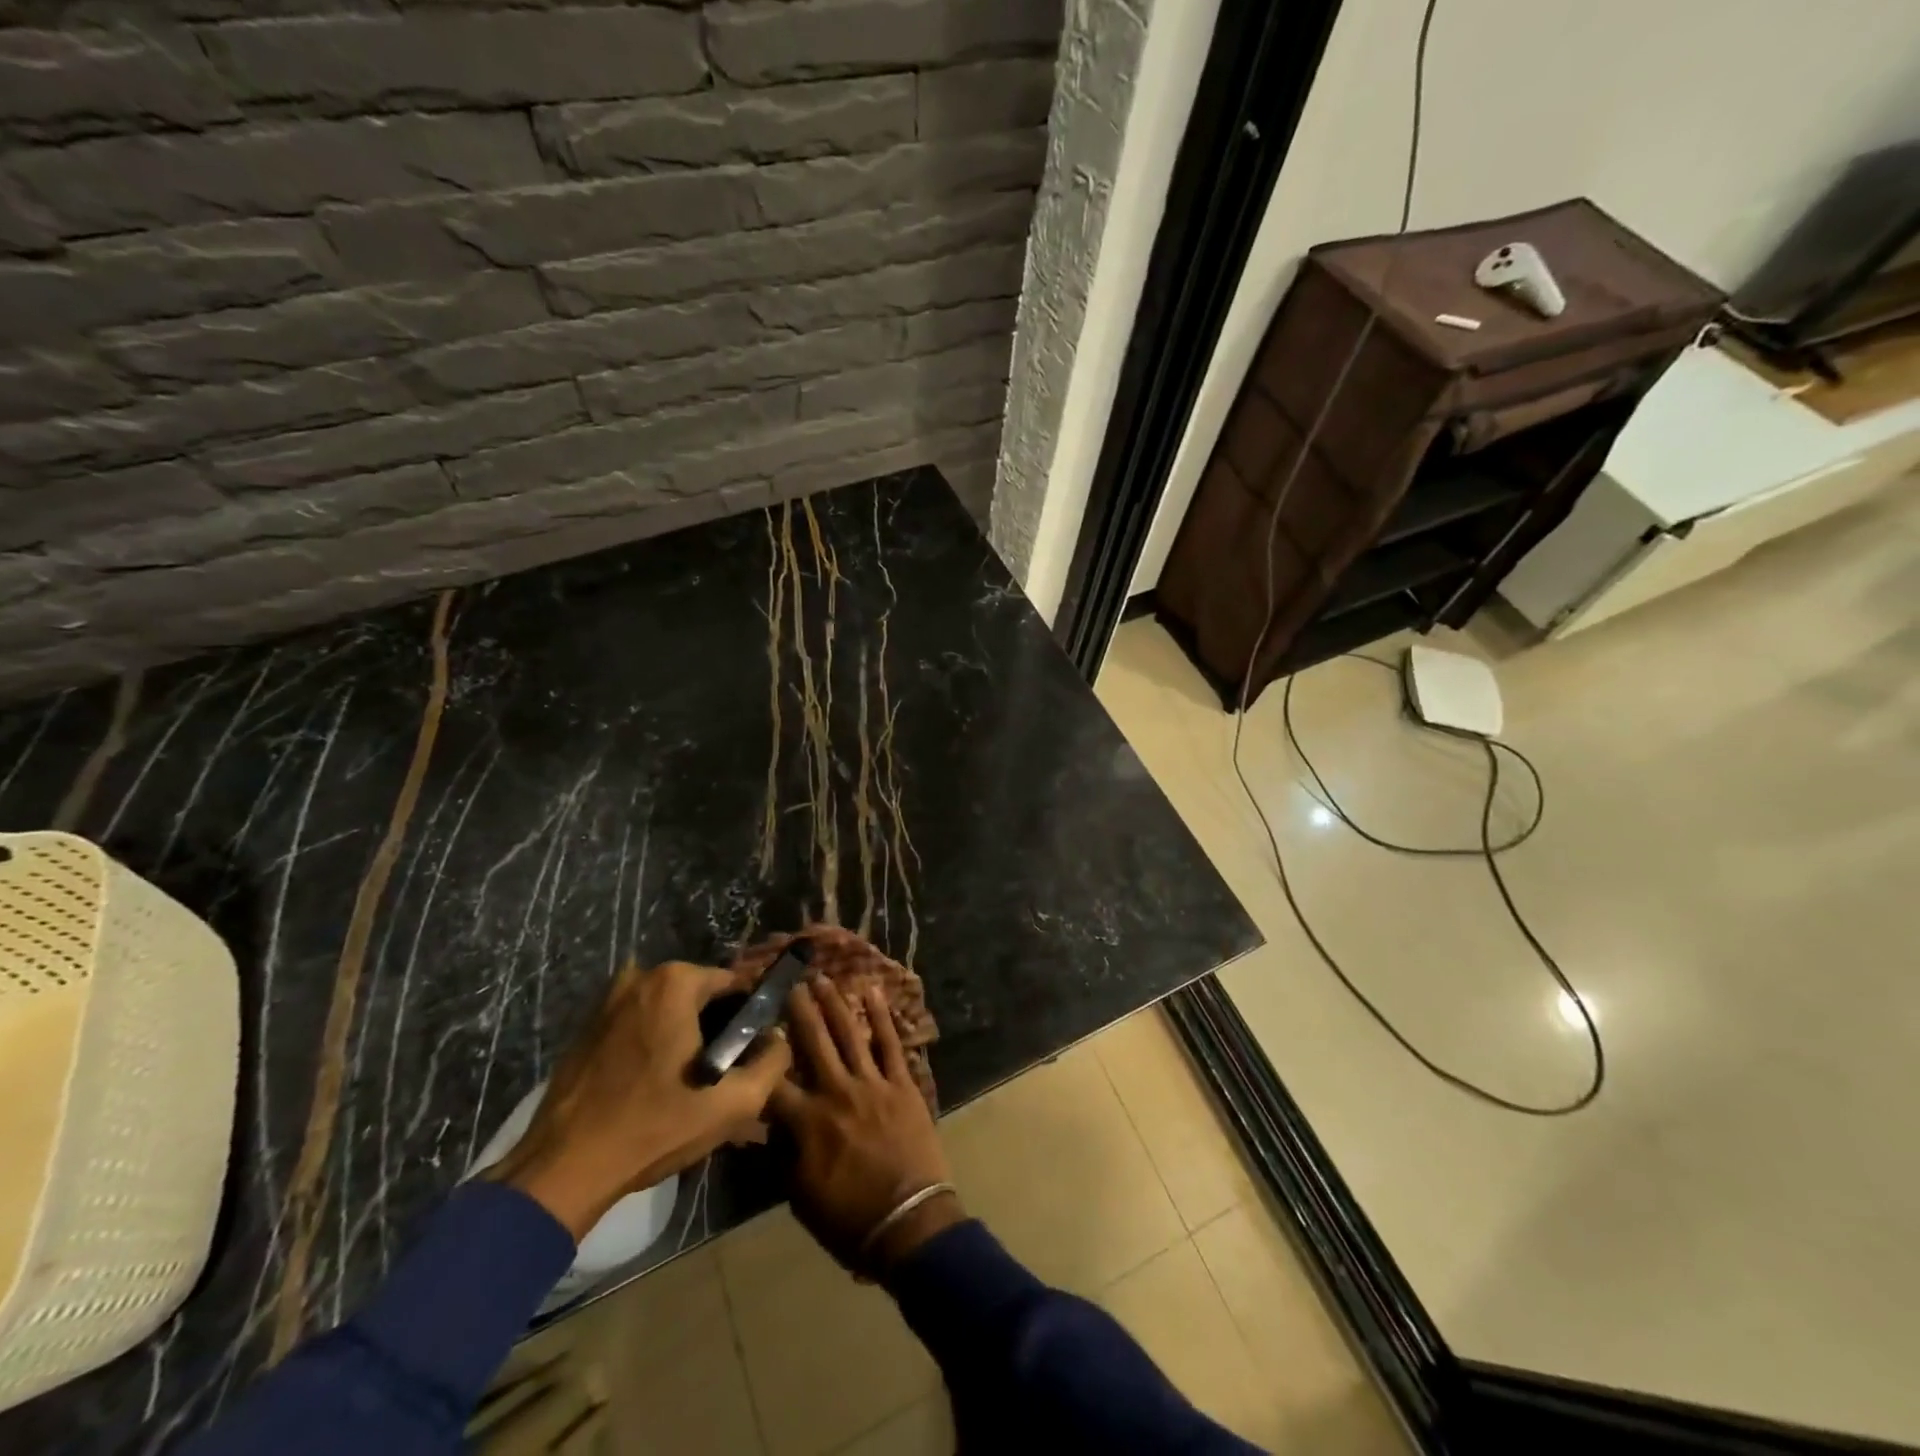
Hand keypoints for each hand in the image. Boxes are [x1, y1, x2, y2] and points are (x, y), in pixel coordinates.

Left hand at [484, 960, 791, 1239]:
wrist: (563, 1170)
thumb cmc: (654, 1128)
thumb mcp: (733, 1103)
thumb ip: (773, 1062)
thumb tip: (781, 1039)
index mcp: (675, 982)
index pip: (735, 983)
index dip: (751, 1016)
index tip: (755, 1050)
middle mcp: (640, 978)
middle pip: (700, 995)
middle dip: (718, 1027)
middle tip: (726, 1073)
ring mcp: (607, 1002)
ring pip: (668, 1011)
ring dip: (685, 1036)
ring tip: (692, 1083)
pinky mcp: (586, 1029)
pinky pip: (638, 1025)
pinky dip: (654, 1044)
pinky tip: (656, 1086)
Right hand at [768, 977, 961, 1272]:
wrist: (909, 1223)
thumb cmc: (849, 1218)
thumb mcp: (799, 1195)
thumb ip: (782, 1153)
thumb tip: (767, 1124)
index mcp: (807, 1121)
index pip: (773, 1081)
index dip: (759, 1054)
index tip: (750, 1028)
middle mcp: (836, 1092)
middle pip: (812, 1042)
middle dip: (798, 1010)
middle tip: (789, 981)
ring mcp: (872, 1084)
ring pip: (849, 1034)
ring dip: (835, 1004)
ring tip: (822, 978)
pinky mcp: (902, 1084)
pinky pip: (890, 1044)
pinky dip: (882, 1017)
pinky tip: (874, 992)